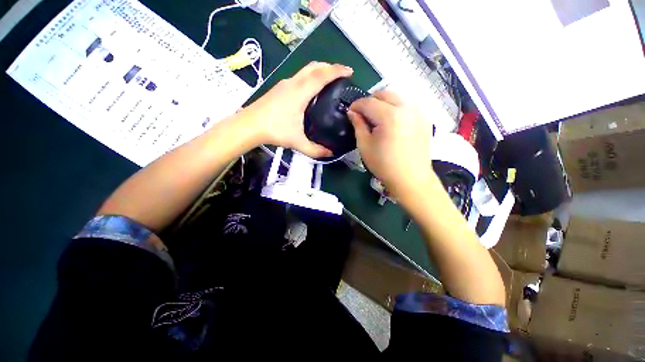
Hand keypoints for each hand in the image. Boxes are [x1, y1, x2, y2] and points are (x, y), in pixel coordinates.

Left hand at [241, 61, 352, 157]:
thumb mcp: (297, 142)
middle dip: (329, 66)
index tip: (350, 71)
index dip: (337, 71)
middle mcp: (293, 83)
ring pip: (305, 70)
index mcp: (300, 93)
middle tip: (341, 74)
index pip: (322, 76)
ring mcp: (284, 84)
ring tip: (329, 80)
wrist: (249, 125)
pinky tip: (311, 89)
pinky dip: (310, 76)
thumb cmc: (274, 130)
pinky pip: (299, 76)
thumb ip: (315, 150)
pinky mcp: (279, 88)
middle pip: (314, 66)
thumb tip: (330, 154)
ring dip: (319, 70)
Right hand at [348, 90, 435, 197]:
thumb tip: (352, 113)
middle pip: (384, 93)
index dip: (356, 105)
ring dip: (384, 102)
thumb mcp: (365, 146)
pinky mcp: (425, 118)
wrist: (411, 178)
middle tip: (364, 115)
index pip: (368, 102)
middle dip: (370, 101)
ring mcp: (418, 111)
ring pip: (397, 96)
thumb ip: (358, 125)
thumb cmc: (384, 165)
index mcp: (389, 116)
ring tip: (378, 117)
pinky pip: (408, 104)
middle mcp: (406, 108)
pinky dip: (397, 107)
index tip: (350, 112)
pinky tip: (393, 121)